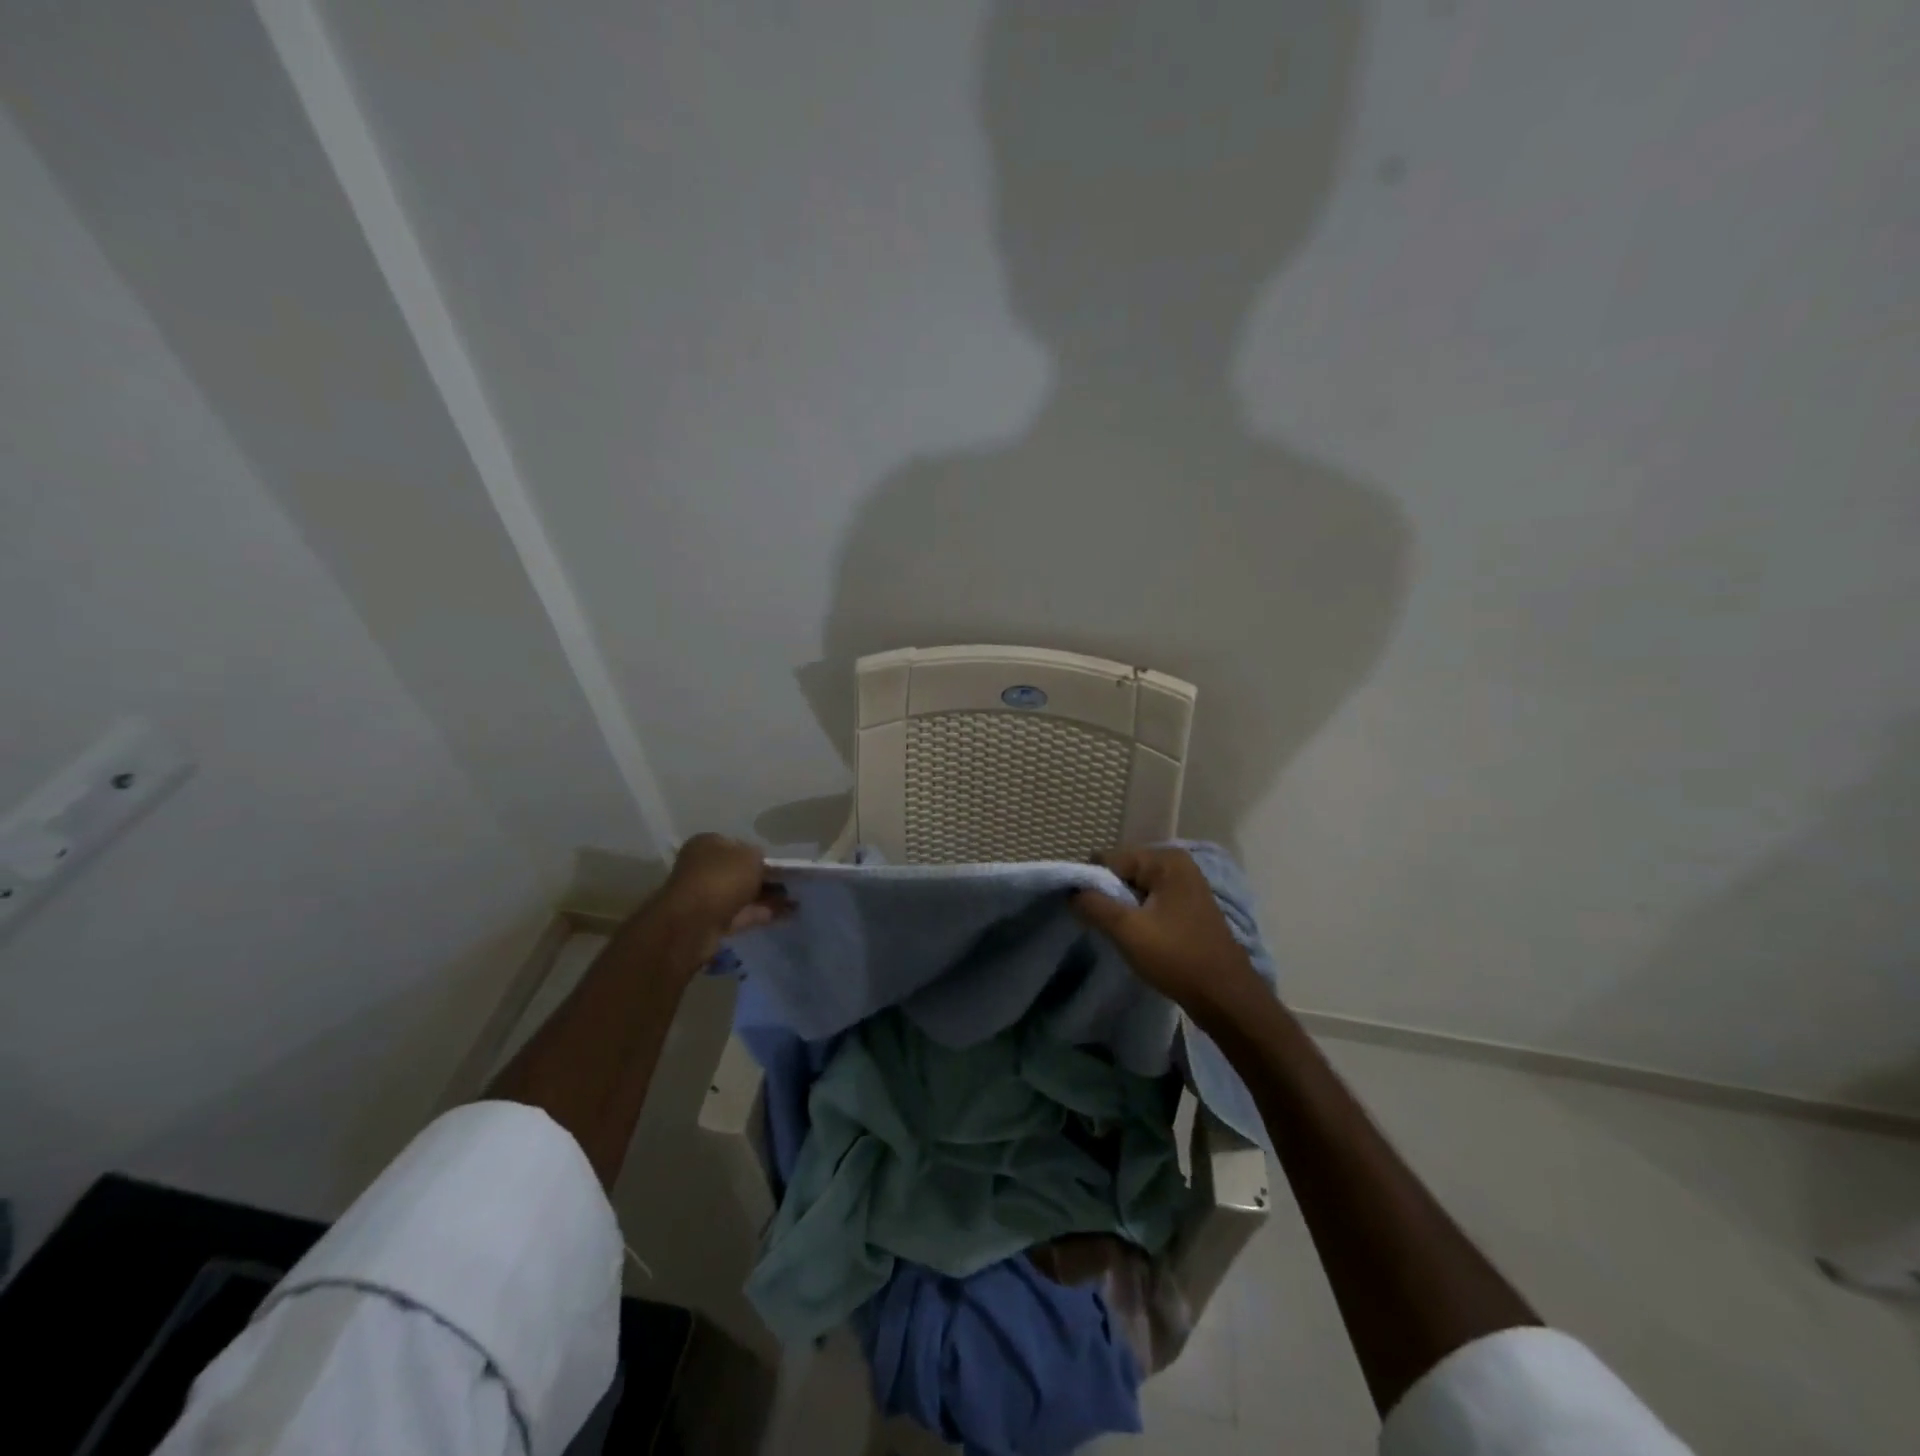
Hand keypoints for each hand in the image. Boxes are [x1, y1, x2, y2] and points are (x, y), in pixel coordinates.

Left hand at [643, 834, 789, 968]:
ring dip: (766, 897)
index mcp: (707, 844)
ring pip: (742, 894)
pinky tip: (786, 915)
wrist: (692, 923)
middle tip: (792, 883)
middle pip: (739, 871)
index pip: (737, 844)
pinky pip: (742, 914)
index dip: (759, 853)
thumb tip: (761, 863)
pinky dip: (761, 913)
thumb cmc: (721, 878)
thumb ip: (760, 856)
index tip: (779, 863)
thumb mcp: (750, 857)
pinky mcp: (711, 921)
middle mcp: (703, 867)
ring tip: (796, 901)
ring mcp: (706, 896)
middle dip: (765, 878)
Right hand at [1072, 846, 1264, 1020]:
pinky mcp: (1189, 907)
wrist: (1226, 998)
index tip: (1087, 913)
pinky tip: (1138, 939)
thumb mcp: (1127, 930)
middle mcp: (1178, 864)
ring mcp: (1186, 885)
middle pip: (1123, 871)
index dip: (1092, 884)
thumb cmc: (1177, 958)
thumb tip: (1071, 891)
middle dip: (1108, 895)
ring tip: (1119, 934)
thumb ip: (1093, 904)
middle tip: (1103, 926)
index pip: (1110, 859)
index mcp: (1165, 860)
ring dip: (1123, 909)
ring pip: (1136, 889)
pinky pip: (1151, 901)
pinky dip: (1139, 916)